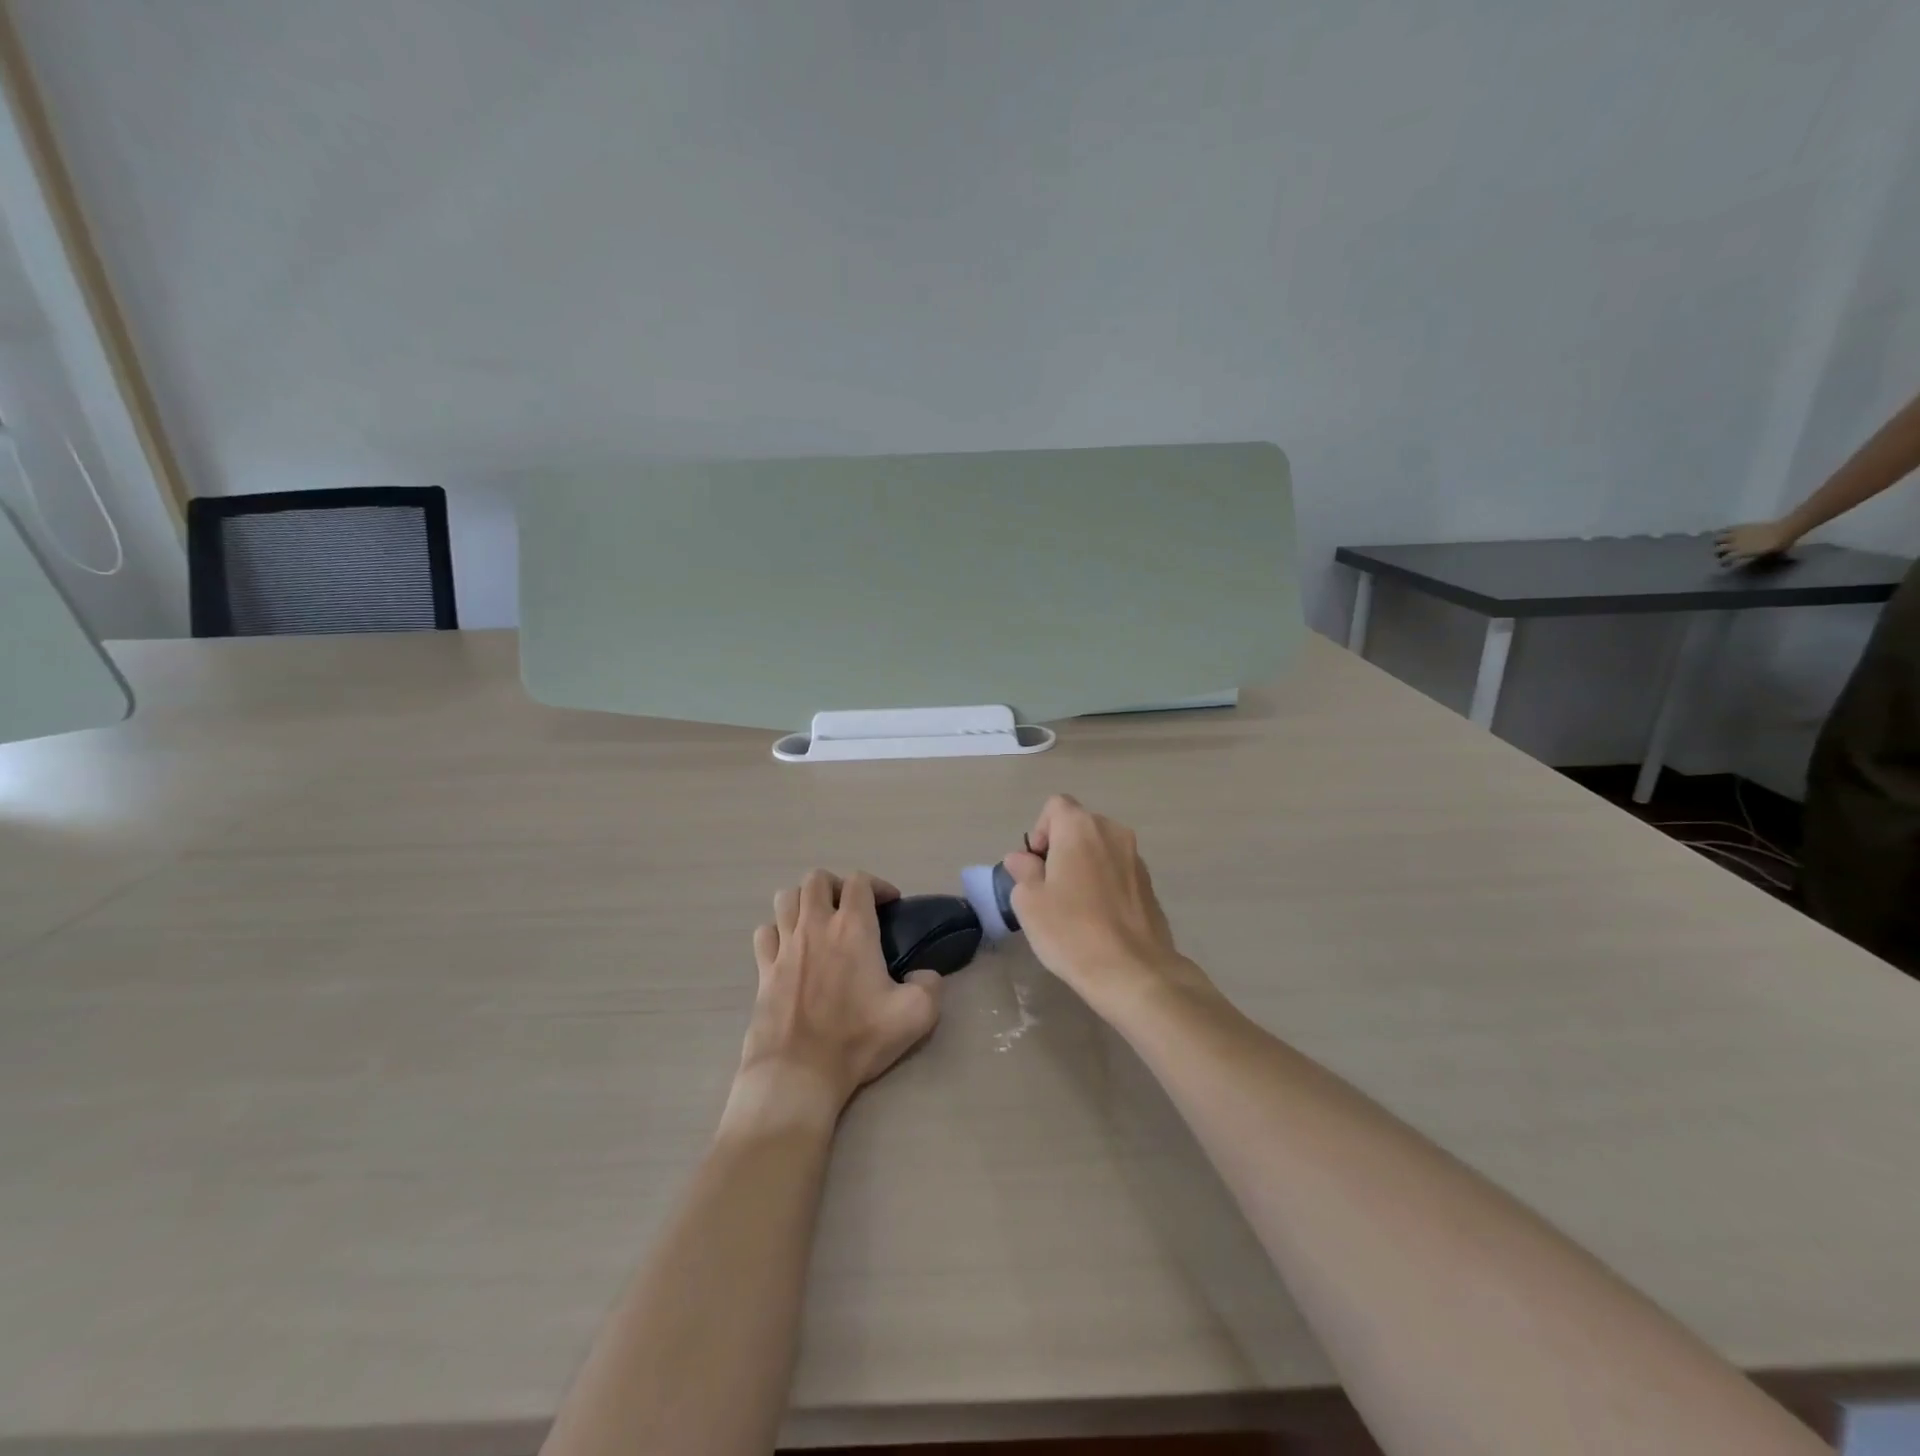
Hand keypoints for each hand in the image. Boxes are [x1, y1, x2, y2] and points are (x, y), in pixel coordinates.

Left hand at [732, 870, 941, 1127]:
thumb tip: (925, 975)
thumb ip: (930, 987)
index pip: (859, 882)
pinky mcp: (763, 970)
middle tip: (851, 908)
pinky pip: (765, 933)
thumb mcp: (914, 1016)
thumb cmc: (856, 1039)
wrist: (798, 1073)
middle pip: (816, 879)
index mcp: (852, 929)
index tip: (890, 905)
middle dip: (836, 885)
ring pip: (785, 898)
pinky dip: (777, 931)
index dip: (877, 885)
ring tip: (819, 921)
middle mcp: (815, 926)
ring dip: (803, 901)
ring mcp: (784, 946)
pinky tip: (790, 948)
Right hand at [1002, 795, 1199, 1014]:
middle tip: (1049, 887)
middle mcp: (1112, 832)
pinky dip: (1104, 883)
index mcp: (1080, 827)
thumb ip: (1023, 871)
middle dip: (1060, 848)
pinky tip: (1097, 918)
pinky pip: (1117, 871)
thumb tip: (1023, 859)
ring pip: (1100, 849)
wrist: (1133, 972)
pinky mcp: (1150, 884)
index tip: (1035, 866)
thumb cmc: (1071, 930)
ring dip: (1083, 866)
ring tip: (1073, 905)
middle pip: (1078, 826)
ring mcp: (1136, 857)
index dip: (1039, 831)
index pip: (1055, 806)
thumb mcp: (1029, 902)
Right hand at [1714, 520, 1797, 564]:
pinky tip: (1726, 533)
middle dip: (1718, 553)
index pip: (1724, 560)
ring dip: (1718, 543)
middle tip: (1722, 554)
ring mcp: (1736, 535)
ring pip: (1717, 539)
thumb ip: (1752, 559)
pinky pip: (1726, 529)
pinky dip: (1723, 532)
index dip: (1723, 563)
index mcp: (1740, 553)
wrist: (1786, 530)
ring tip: (1721, 543)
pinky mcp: (1740, 527)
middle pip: (1717, 550)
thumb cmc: (1779, 545)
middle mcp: (1734, 545)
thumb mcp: (1766, 556)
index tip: (1725, 564)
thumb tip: (1743, 562)